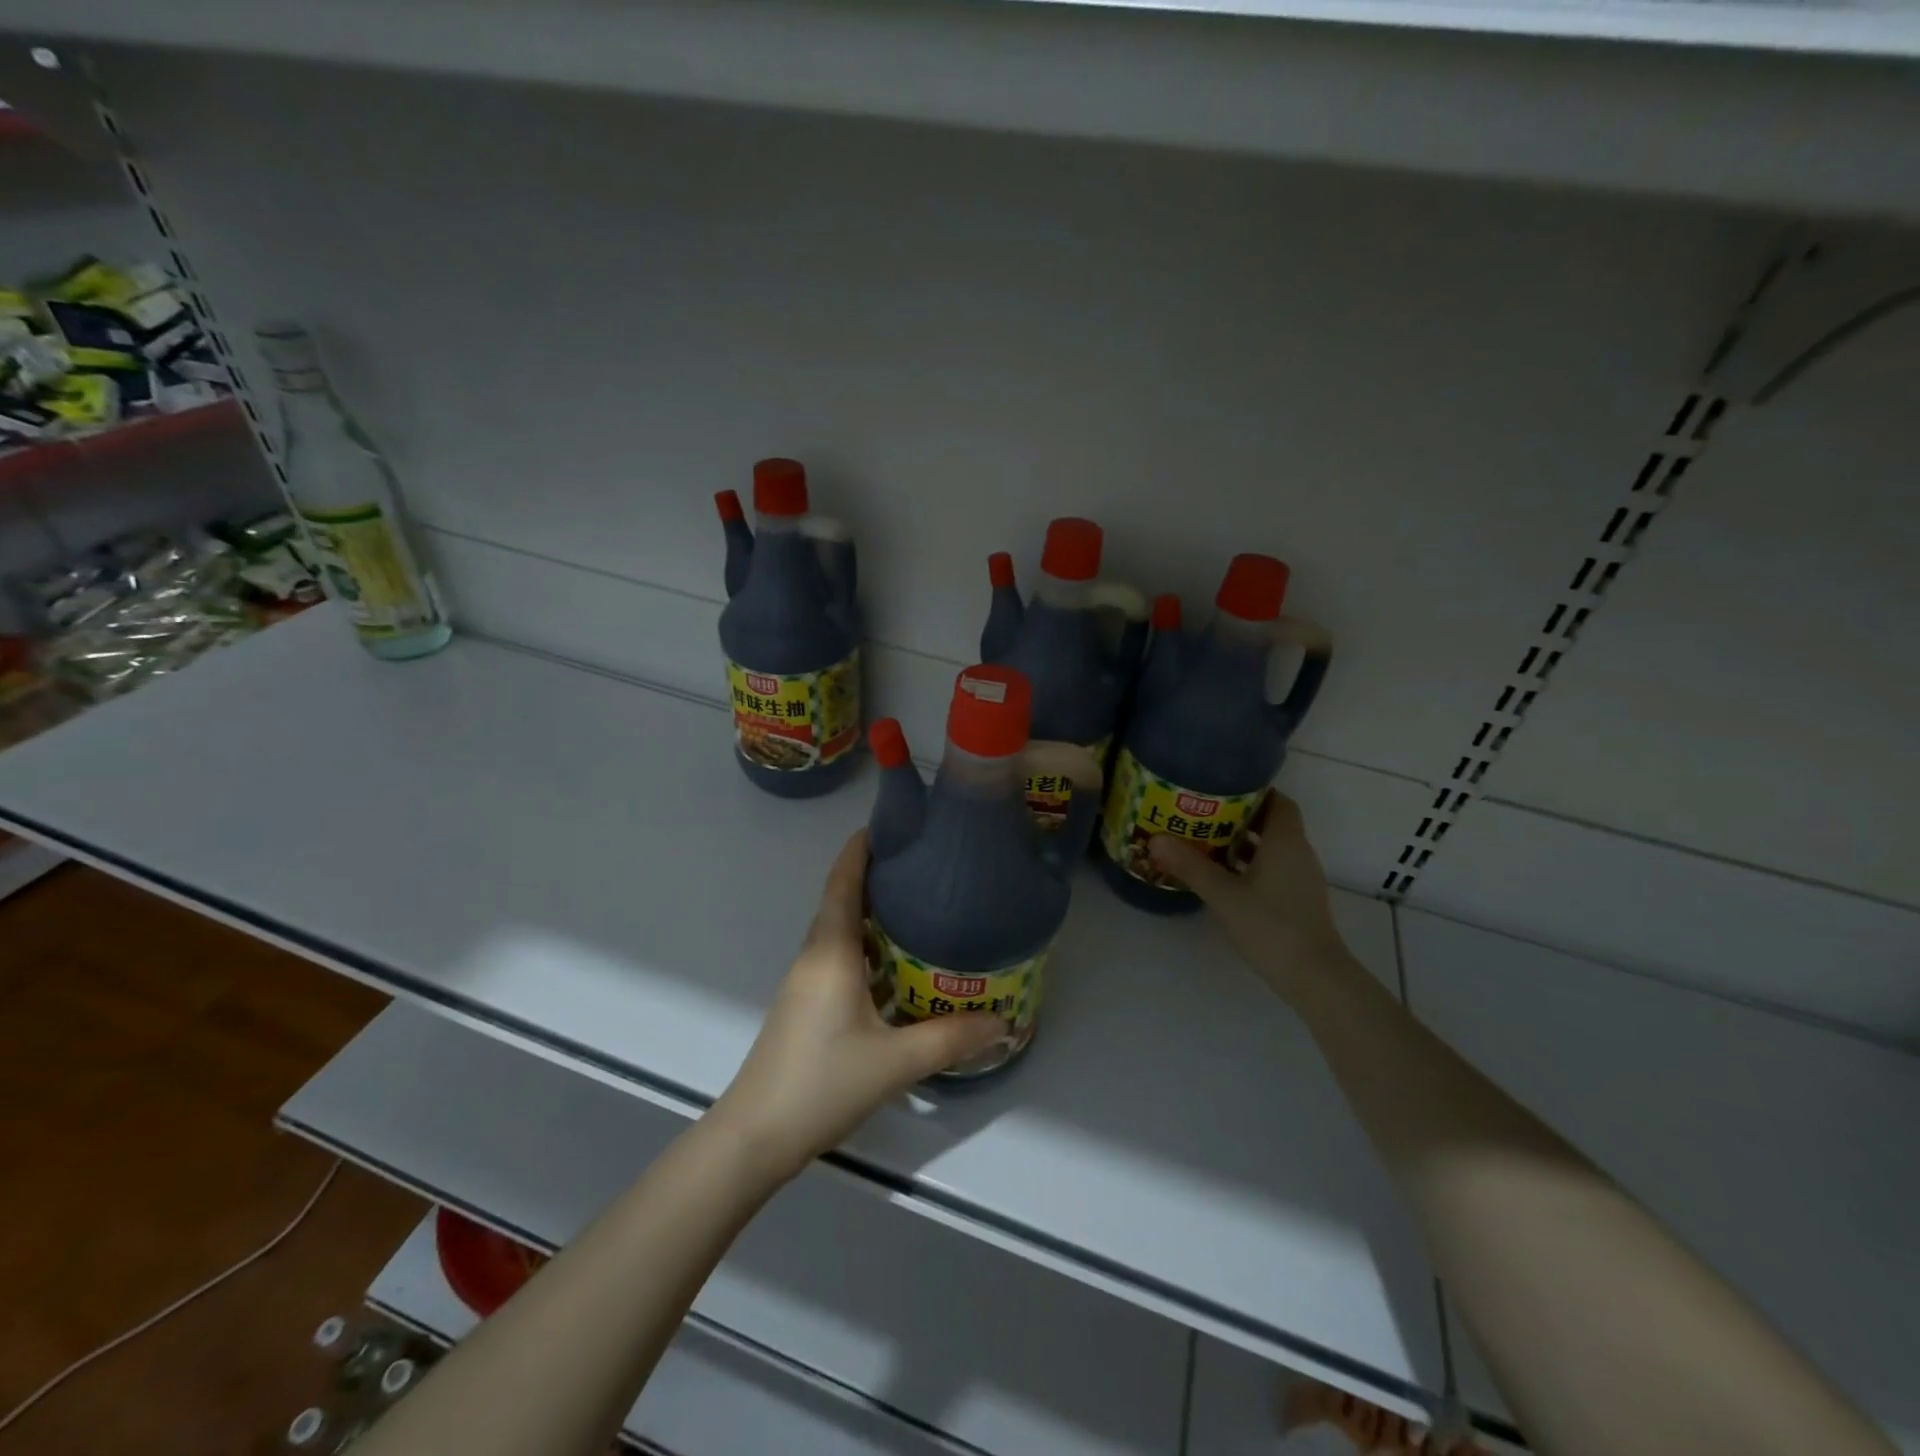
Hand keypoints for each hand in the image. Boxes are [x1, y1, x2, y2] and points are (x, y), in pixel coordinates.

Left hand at [709, 830, 1002, 1183]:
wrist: (755, 1137)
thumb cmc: (821, 1083)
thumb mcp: (894, 1062)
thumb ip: (950, 1039)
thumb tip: (1003, 1021)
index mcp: (830, 952)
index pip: (843, 882)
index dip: (861, 848)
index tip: (892, 823)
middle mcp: (815, 957)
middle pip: (843, 901)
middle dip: (877, 876)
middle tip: (924, 865)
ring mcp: (806, 982)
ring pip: (842, 932)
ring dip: (874, 915)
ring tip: (920, 908)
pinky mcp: (807, 1006)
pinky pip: (840, 959)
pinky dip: (869, 950)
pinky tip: (899, 969)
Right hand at [1148, 792, 1354, 1001]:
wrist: (1314, 977)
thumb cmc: (1271, 925)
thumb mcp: (1223, 894)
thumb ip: (1190, 865)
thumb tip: (1155, 839)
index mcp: (1285, 841)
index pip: (1278, 801)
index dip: (1253, 791)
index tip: (1220, 788)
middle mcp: (1297, 853)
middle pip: (1270, 822)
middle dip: (1237, 816)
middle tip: (1199, 813)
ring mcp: (1299, 878)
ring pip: (1269, 847)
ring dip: (1240, 842)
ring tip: (1202, 840)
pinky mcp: (1296, 899)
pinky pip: (1271, 868)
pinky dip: (1248, 864)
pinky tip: (1221, 875)